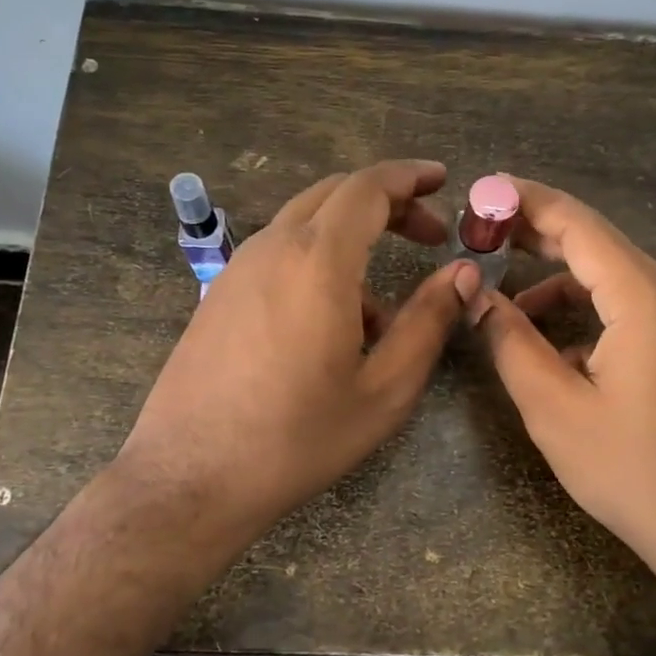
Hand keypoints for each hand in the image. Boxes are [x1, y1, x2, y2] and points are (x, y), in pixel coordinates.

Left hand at [117, 159, 471, 547]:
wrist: (191, 478)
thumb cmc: (298, 437)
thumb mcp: (384, 388)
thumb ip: (429, 321)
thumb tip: (464, 273)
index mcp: (318, 260)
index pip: (368, 187)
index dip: (409, 176)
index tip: (442, 180)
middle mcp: (272, 248)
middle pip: (335, 195)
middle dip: (388, 203)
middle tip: (430, 233)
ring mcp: (237, 269)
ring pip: (305, 226)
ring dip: (353, 240)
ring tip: (384, 312)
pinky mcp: (218, 295)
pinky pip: (279, 256)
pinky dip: (318, 265)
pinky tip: (332, 327)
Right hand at [462, 177, 655, 584]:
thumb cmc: (631, 471)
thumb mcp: (554, 409)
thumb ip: (510, 341)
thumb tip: (477, 295)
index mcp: (646, 300)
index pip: (579, 224)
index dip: (527, 201)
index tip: (483, 190)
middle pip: (601, 244)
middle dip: (540, 235)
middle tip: (485, 233)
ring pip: (619, 279)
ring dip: (564, 283)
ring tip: (511, 307)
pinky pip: (640, 308)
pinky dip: (596, 313)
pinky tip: (563, 347)